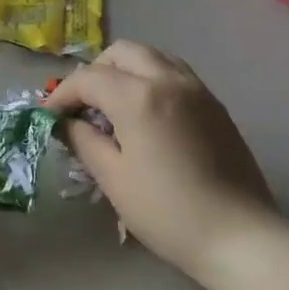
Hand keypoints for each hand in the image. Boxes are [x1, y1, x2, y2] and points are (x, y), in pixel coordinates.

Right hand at [45, 41, 278, 280]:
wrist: (239, 236)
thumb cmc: (167, 212)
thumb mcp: (113, 179)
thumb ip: (84, 141)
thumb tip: (66, 123)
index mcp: (138, 97)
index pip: (88, 78)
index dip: (62, 94)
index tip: (49, 117)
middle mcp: (169, 80)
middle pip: (122, 53)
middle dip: (94, 72)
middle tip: (82, 106)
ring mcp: (197, 89)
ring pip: (152, 57)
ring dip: (125, 71)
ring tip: (112, 106)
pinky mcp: (215, 105)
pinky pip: (175, 73)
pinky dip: (151, 80)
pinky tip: (145, 115)